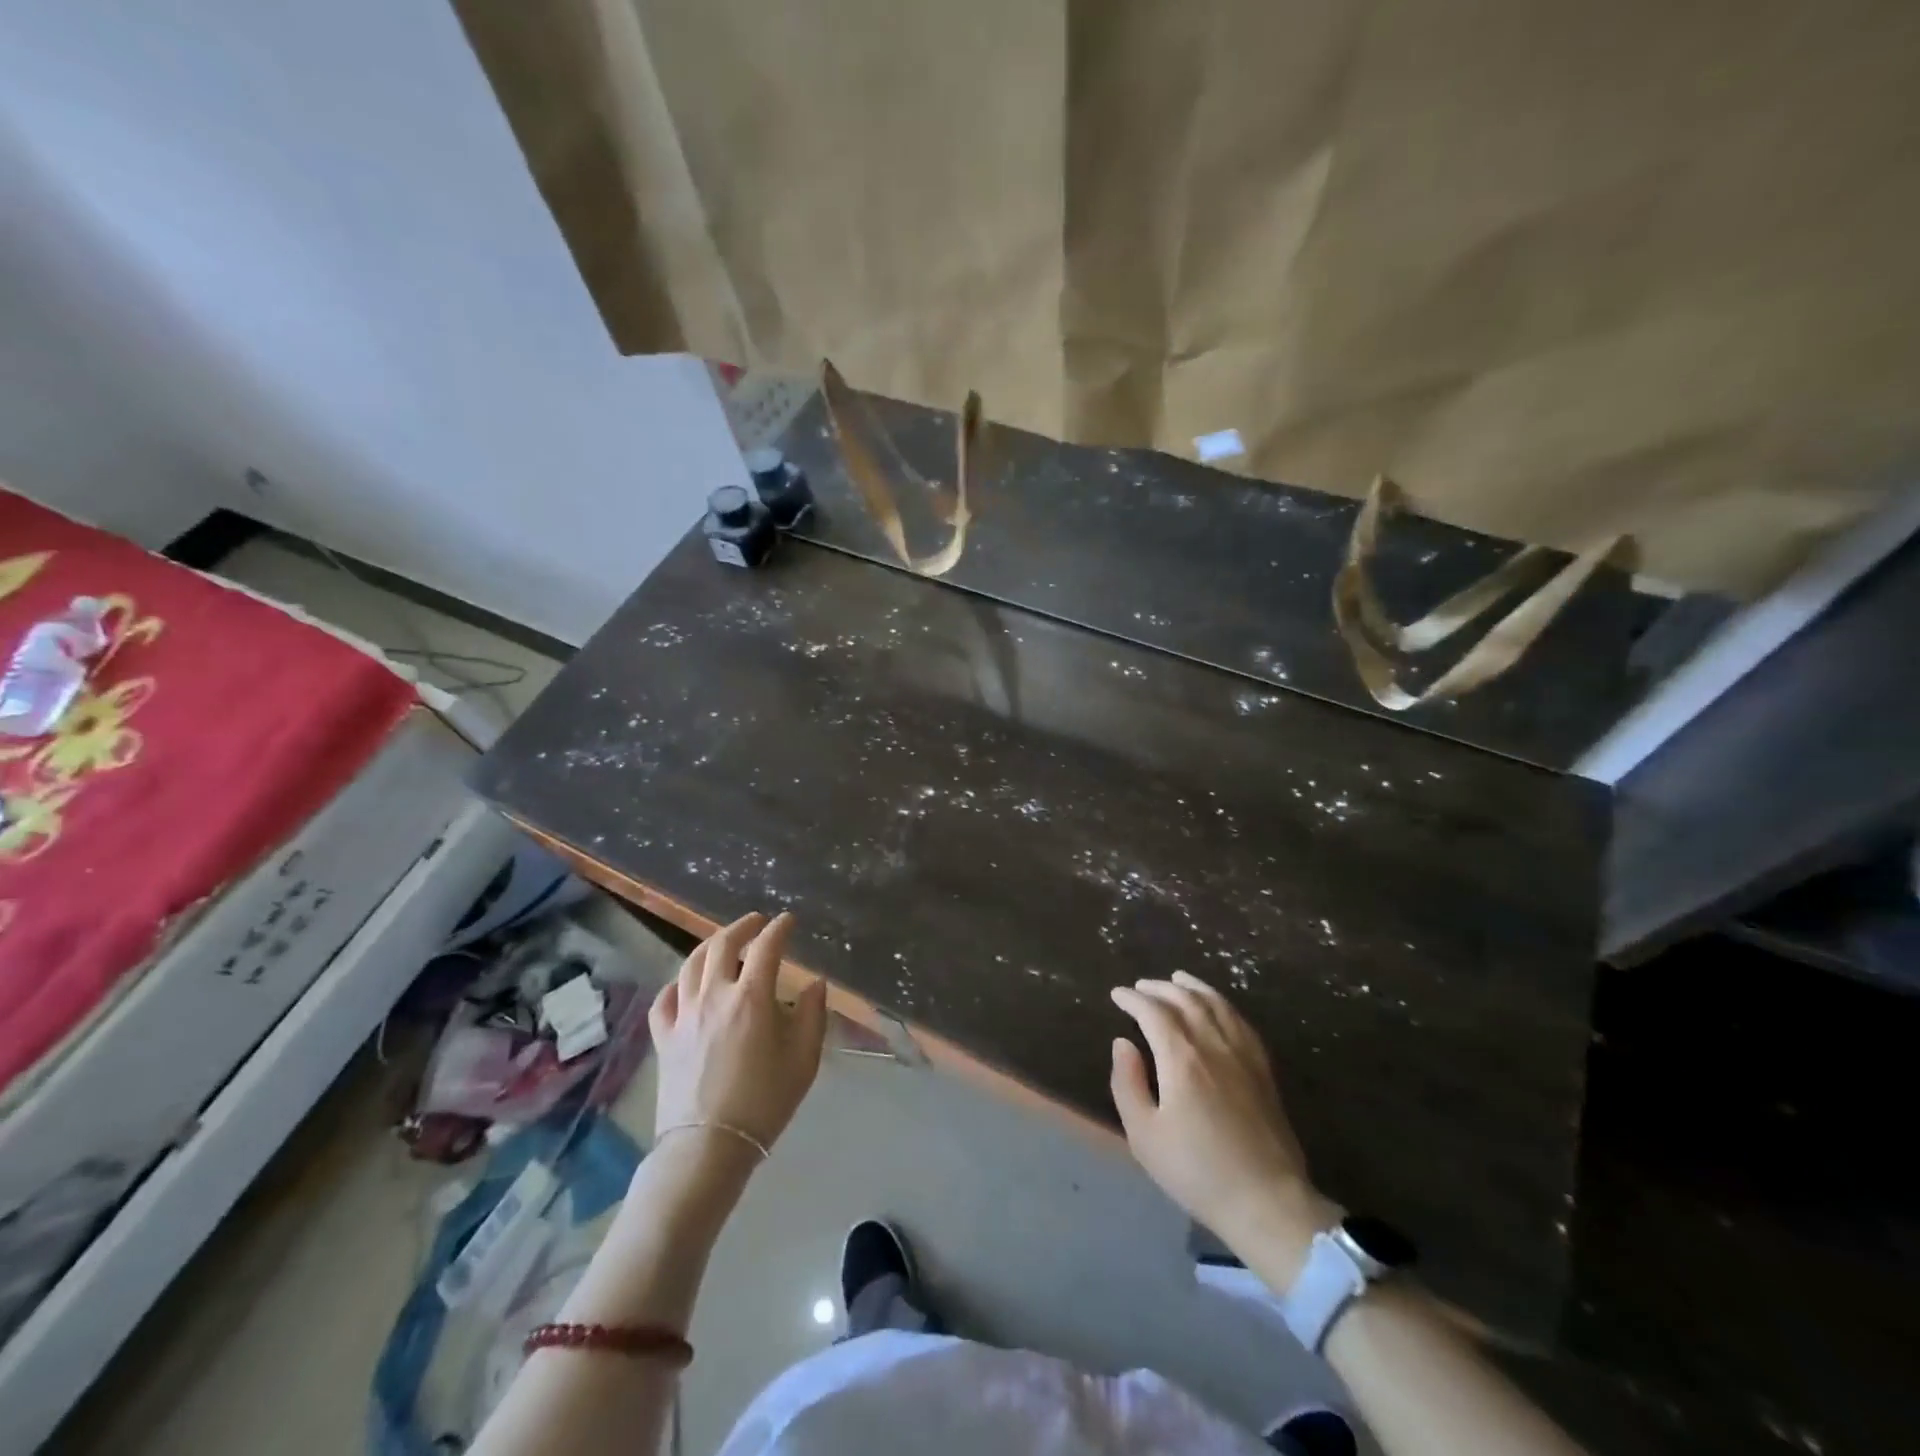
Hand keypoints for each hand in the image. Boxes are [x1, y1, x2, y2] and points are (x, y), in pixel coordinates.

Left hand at [650, 911, 827, 1155]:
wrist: (708, 1147)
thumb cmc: (764, 1101)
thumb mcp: (804, 1059)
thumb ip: (813, 1015)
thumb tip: (815, 983)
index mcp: (752, 997)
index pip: (766, 947)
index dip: (779, 928)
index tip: (789, 921)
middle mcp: (714, 995)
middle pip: (722, 945)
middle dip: (742, 927)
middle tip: (756, 922)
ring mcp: (683, 1015)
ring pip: (691, 964)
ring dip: (709, 945)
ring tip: (723, 942)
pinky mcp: (663, 1038)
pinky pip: (666, 998)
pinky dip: (678, 982)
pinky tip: (686, 984)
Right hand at [1110, 972, 1324, 1248]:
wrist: (1267, 1202)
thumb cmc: (1197, 1172)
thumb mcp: (1145, 1135)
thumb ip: (1127, 1083)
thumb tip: (1122, 1043)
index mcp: (1182, 1058)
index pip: (1153, 1012)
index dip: (1133, 999)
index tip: (1117, 994)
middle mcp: (1213, 1045)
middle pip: (1185, 1000)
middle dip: (1160, 988)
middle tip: (1141, 986)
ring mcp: (1243, 1054)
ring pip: (1216, 1004)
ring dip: (1193, 986)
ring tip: (1178, 978)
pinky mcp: (1264, 1069)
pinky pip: (1241, 1022)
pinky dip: (1223, 1004)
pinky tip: (1217, 1006)